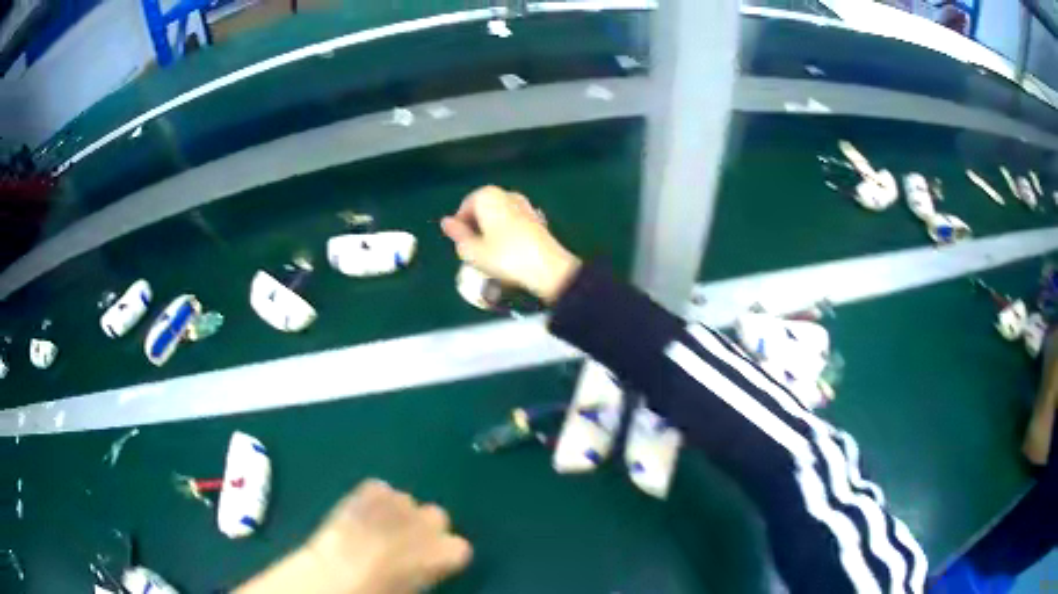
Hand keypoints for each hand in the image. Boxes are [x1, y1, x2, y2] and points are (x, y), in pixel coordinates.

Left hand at [237, 480, 471, 593]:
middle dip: (423, 528)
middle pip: (437, 515)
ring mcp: (395, 502)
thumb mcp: (409, 590)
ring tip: (376, 528)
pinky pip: (379, 489)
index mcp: (440, 553)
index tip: (429, 563)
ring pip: (407, 500)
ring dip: (397, 513)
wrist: (333, 576)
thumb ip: (425, 574)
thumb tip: (425, 567)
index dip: (443, 555)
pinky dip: (374, 500)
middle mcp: (423, 522)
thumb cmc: (377, 592)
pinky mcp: (367, 489)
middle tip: (402, 545)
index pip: (460, 546)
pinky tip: (360, 513)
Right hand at [441, 186, 580, 303]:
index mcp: (488, 196)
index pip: (465, 206)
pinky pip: (513, 224)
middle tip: (472, 250)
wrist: (548, 269)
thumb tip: (446, 222)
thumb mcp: (472, 251)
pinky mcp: (537, 219)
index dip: (460, 226)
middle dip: (476, 227)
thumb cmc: (505, 258)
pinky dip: (506, 235)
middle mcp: (507, 194)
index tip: (460, 244)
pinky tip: (508, 254)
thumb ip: (457, 234)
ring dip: (491, 231)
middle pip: (483, 209)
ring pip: (499, 216)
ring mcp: (525, 205)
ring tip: (489, 255)